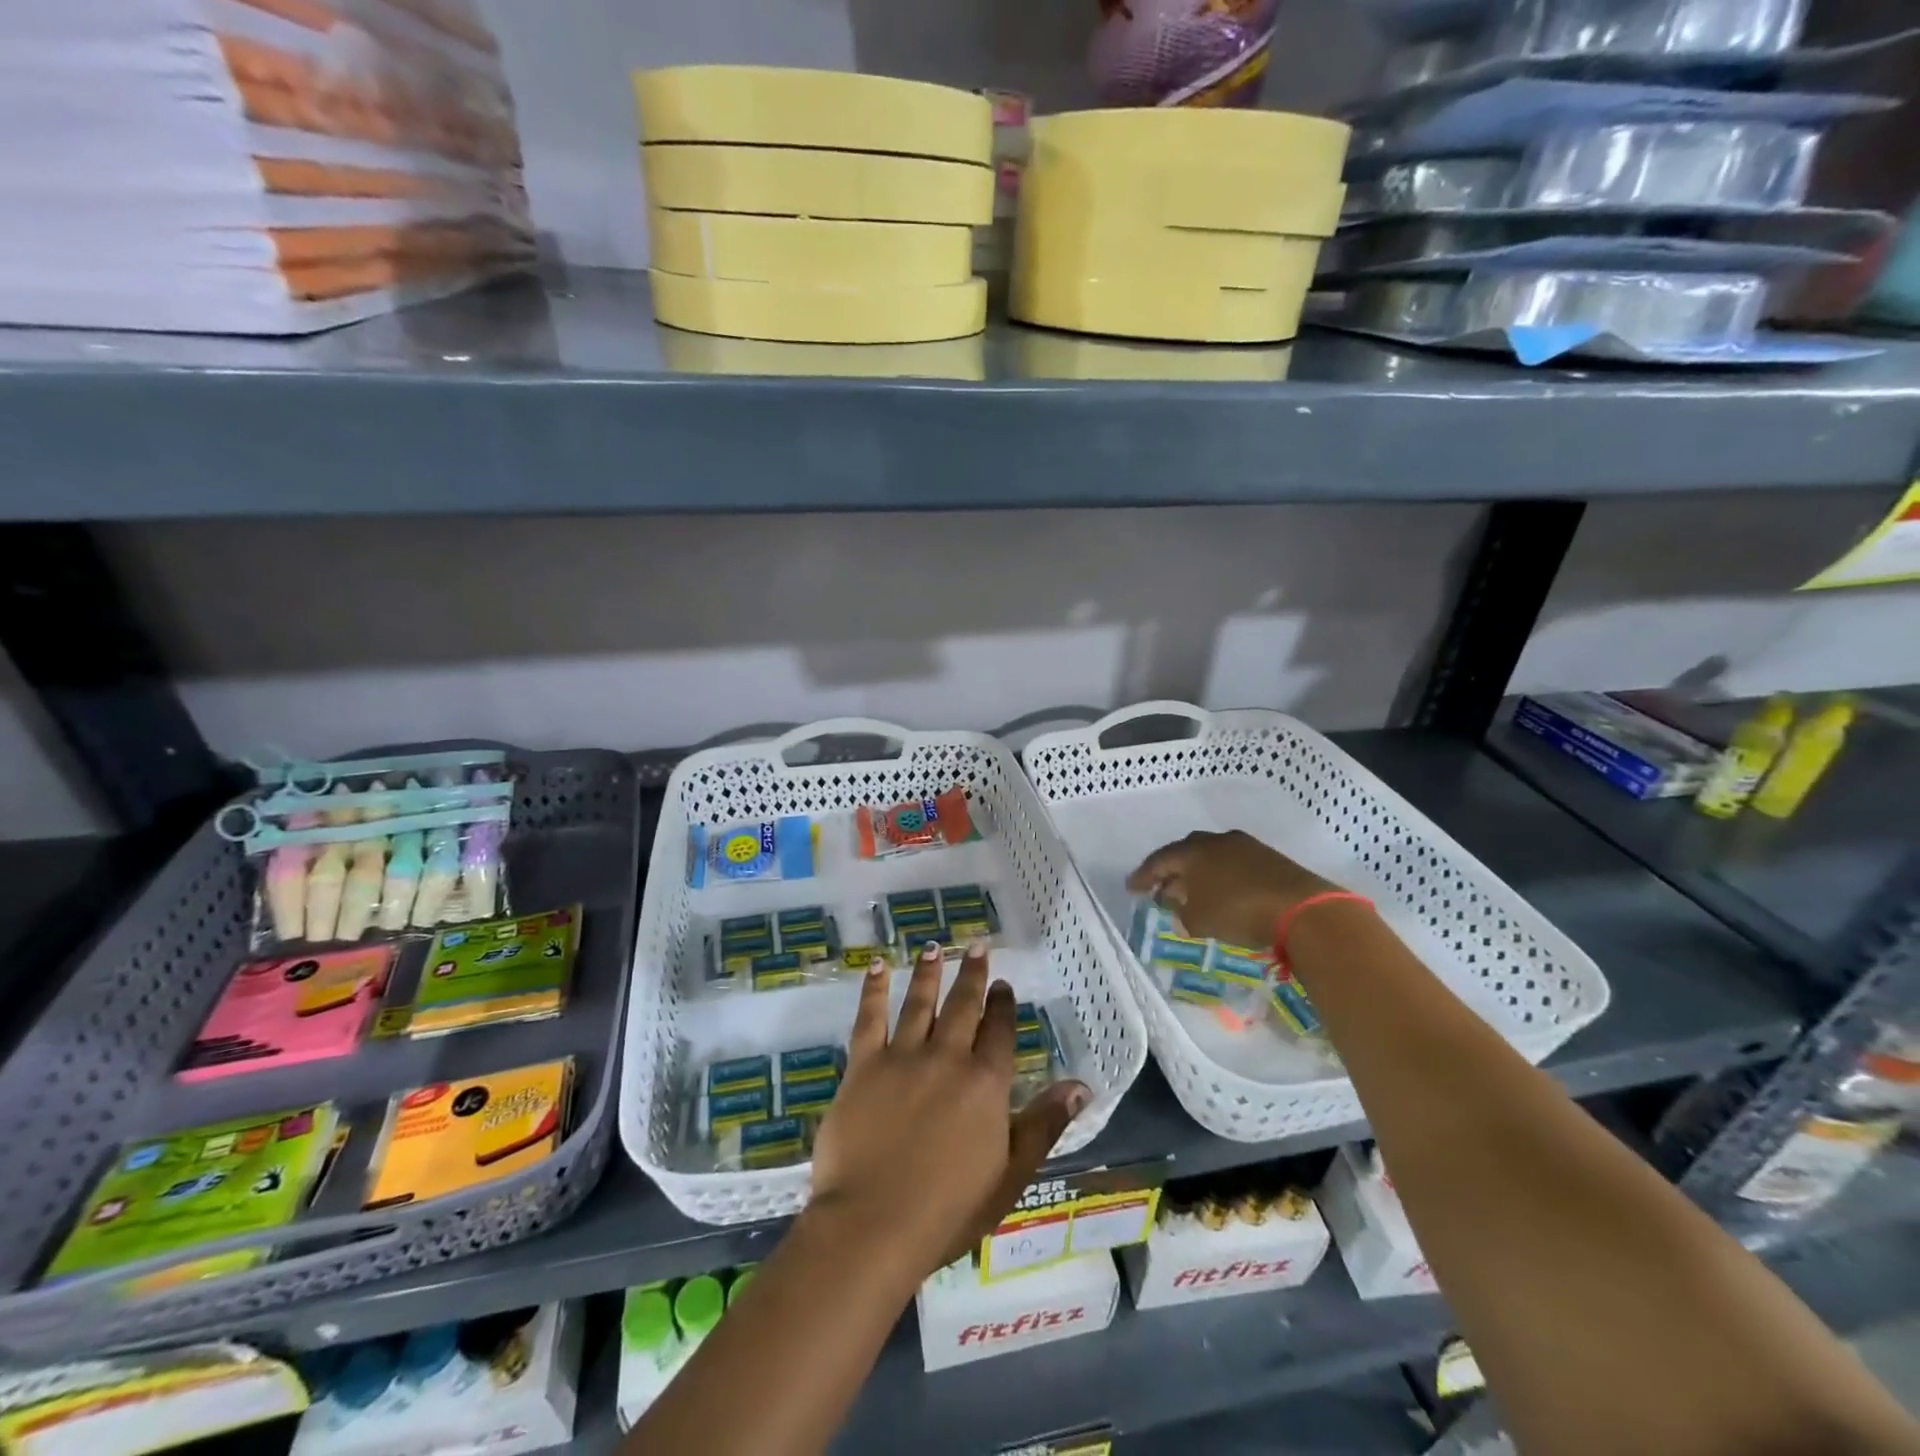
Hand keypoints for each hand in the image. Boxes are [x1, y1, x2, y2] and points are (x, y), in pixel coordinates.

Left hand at [808, 942, 1089, 1285]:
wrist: (873, 1225)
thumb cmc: (948, 1210)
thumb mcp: (1011, 1175)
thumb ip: (1045, 1125)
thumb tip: (1081, 1085)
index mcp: (986, 1083)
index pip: (1000, 1032)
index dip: (1003, 1005)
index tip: (1003, 984)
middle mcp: (948, 1058)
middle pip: (963, 1006)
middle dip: (972, 974)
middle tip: (976, 946)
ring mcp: (903, 1057)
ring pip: (919, 1003)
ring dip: (929, 972)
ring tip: (934, 947)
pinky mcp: (863, 1065)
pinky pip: (869, 1017)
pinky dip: (874, 988)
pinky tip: (877, 966)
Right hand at [1125, 829, 1341, 949]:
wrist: (1301, 908)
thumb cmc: (1239, 912)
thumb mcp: (1200, 921)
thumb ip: (1183, 916)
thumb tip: (1180, 914)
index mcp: (1192, 852)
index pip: (1159, 861)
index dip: (1143, 876)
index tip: (1132, 888)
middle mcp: (1215, 841)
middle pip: (1185, 853)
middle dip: (1171, 872)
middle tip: (1162, 889)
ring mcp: (1244, 846)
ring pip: (1211, 857)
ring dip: (1198, 874)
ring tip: (1192, 894)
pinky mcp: (1267, 857)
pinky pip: (1232, 864)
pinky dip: (1221, 877)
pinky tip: (1222, 893)